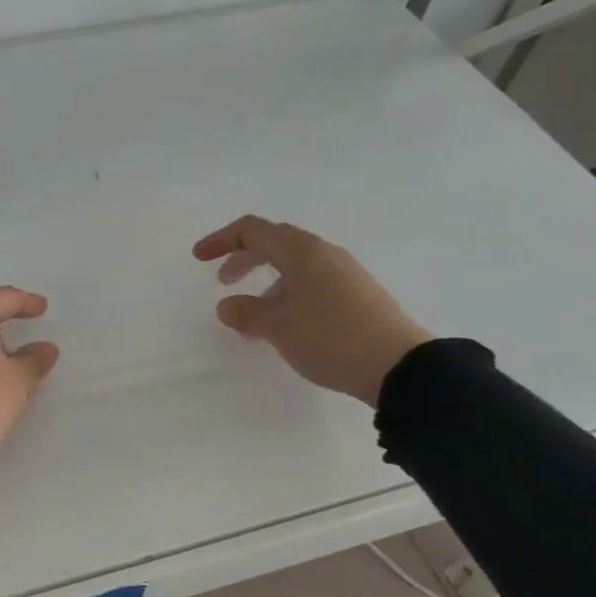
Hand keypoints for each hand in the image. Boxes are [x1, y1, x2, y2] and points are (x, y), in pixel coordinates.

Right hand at [193, 216, 431, 405]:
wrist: (397, 365)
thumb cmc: (330, 338)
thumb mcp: (278, 328)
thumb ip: (246, 313)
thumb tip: (227, 304)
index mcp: (302, 252)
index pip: (253, 230)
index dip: (221, 240)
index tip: (198, 259)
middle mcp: (324, 254)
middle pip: (275, 243)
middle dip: (244, 258)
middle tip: (223, 281)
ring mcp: (344, 273)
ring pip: (294, 265)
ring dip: (266, 281)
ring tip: (252, 314)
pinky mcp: (355, 294)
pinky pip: (310, 282)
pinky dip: (286, 293)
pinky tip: (284, 323)